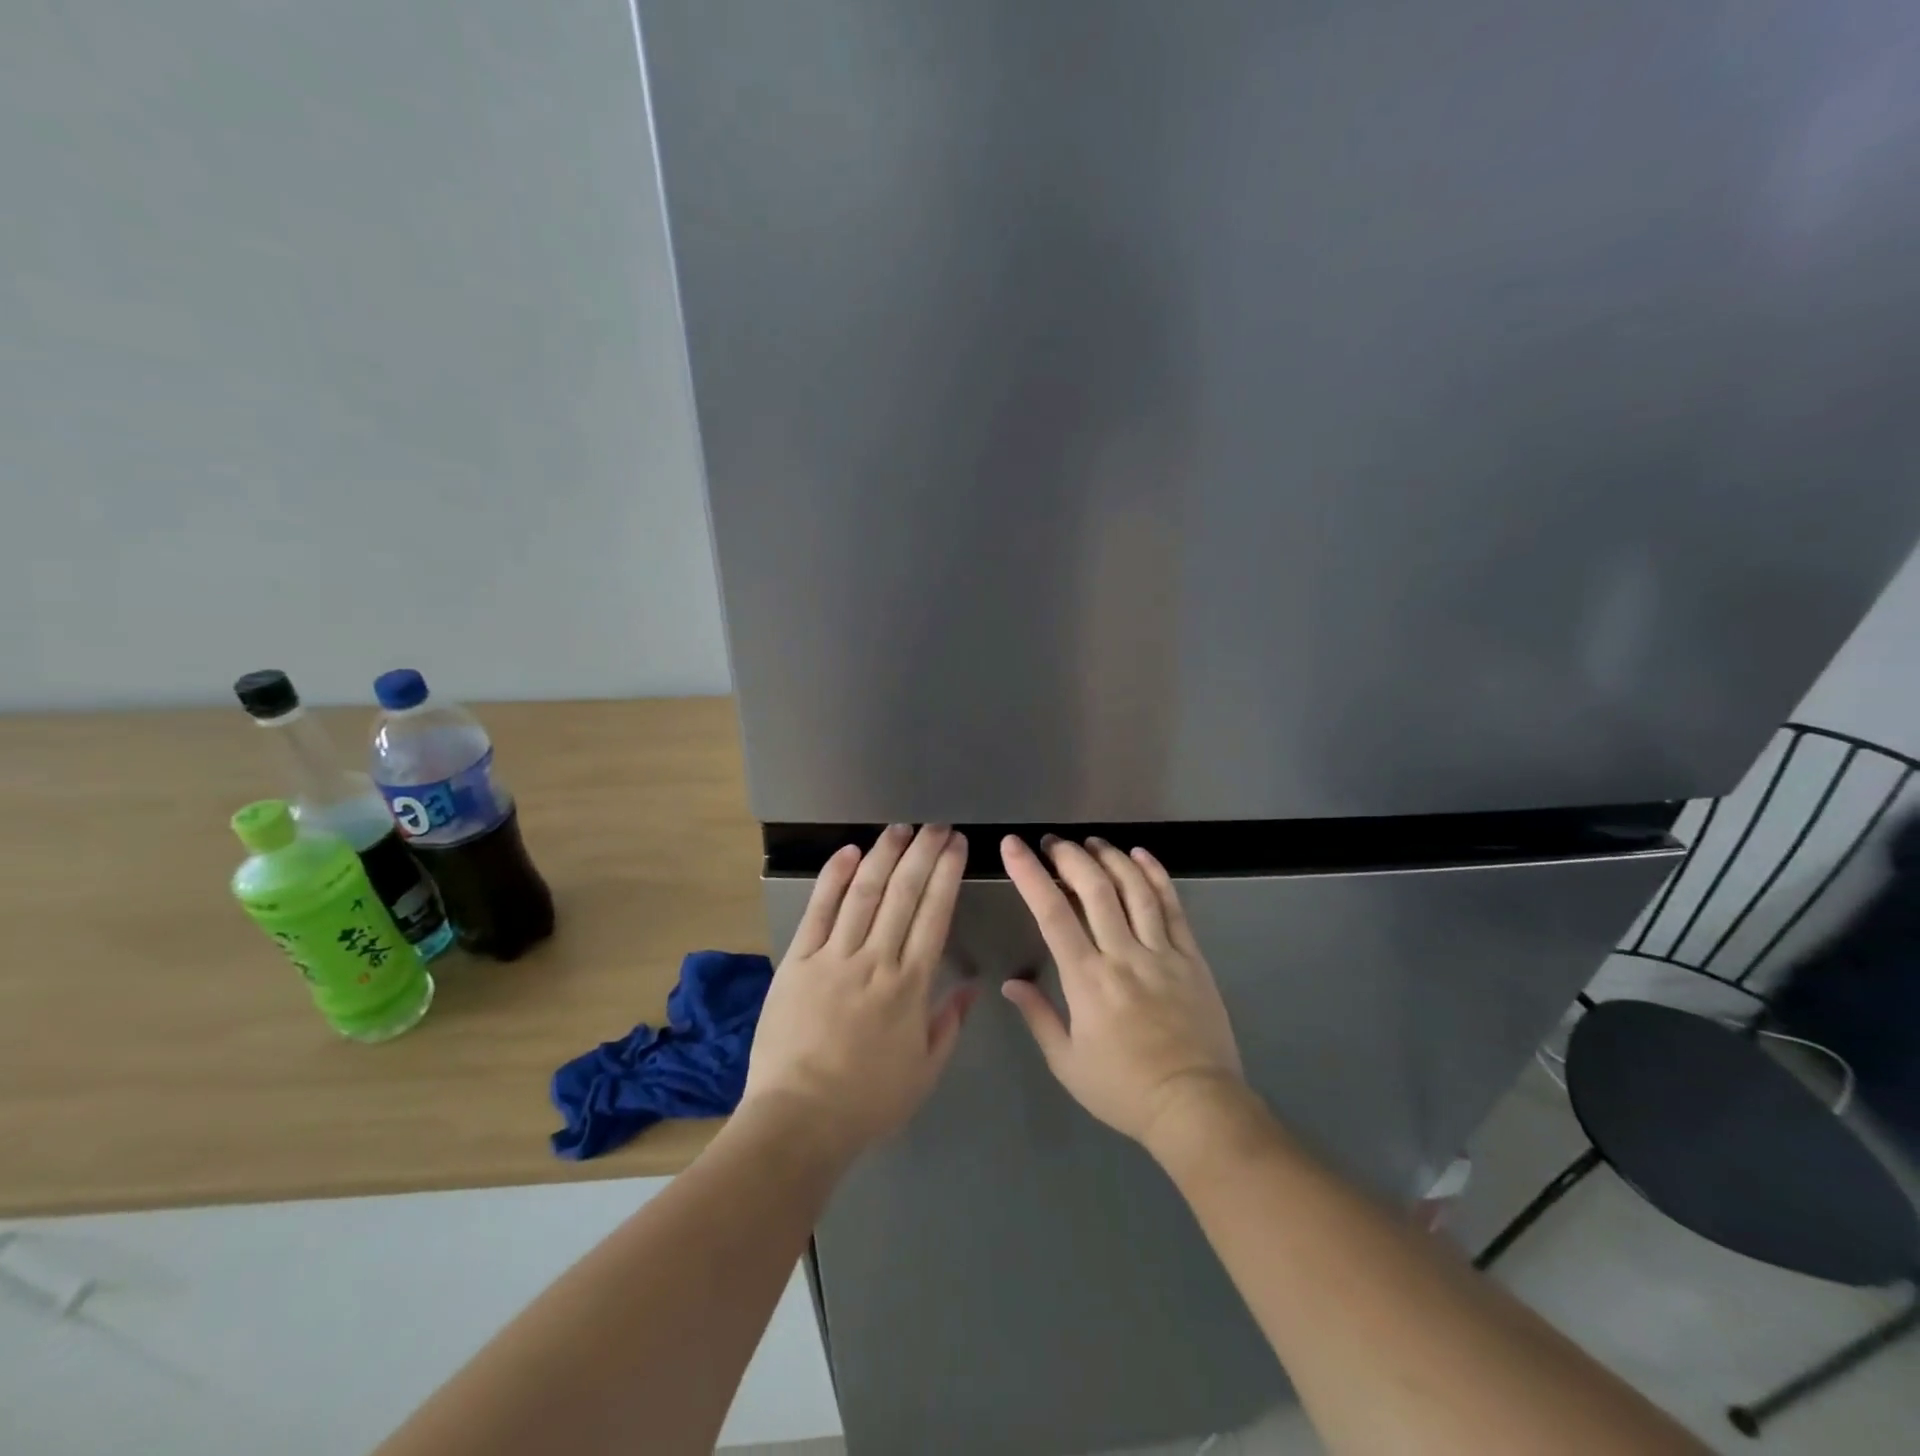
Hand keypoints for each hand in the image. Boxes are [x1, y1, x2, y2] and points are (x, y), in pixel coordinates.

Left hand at [743, 824, 974, 1160]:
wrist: (798, 1120)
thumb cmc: (868, 1101)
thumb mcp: (925, 1071)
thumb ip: (950, 1023)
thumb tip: (974, 986)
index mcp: (910, 986)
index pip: (934, 915)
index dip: (947, 875)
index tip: (957, 846)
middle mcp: (875, 961)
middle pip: (903, 894)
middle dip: (923, 854)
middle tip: (936, 826)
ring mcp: (833, 957)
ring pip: (864, 894)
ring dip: (884, 856)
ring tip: (900, 828)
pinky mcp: (797, 961)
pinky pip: (818, 912)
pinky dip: (833, 879)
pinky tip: (848, 852)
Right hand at [999, 835, 1243, 1150]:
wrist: (1196, 1107)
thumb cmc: (1124, 1090)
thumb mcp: (1067, 1063)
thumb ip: (1038, 1017)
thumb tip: (1010, 984)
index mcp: (1087, 980)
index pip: (1051, 914)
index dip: (1030, 874)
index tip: (1013, 846)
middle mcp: (1123, 955)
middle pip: (1094, 889)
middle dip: (1069, 856)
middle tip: (1053, 842)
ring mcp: (1162, 953)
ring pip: (1134, 889)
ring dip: (1110, 858)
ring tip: (1092, 842)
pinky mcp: (1192, 958)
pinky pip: (1173, 907)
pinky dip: (1156, 876)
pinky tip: (1141, 856)